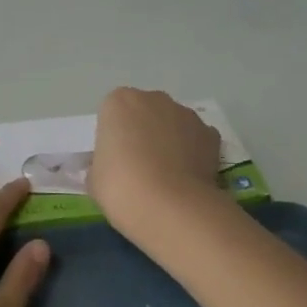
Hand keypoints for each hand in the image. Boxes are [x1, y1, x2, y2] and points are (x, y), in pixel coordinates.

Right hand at [88, 87, 223, 230]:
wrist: (171, 208)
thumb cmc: (121, 187)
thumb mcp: (94, 178)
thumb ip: (102, 164)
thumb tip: (112, 168)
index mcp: (118, 102)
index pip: (113, 114)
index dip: (114, 138)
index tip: (116, 161)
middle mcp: (153, 99)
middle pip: (144, 112)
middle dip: (143, 133)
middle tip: (139, 167)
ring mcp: (186, 114)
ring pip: (172, 123)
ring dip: (169, 140)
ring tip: (167, 177)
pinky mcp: (211, 134)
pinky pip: (196, 139)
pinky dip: (193, 153)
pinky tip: (187, 178)